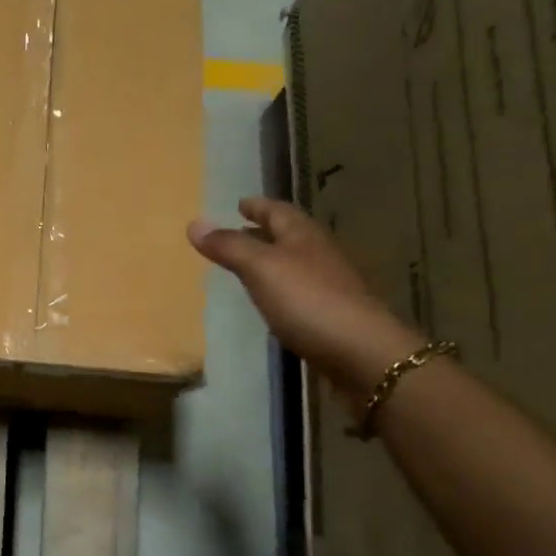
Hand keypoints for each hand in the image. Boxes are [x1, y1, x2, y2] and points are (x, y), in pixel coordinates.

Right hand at [189, 198, 424, 407]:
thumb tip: (195, 223)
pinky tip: (270, 300)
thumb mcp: (260, 268)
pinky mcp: (331, 313)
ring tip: (248, 264)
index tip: (240, 203)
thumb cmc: (308, 300)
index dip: (258, 206)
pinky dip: (281, 286)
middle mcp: (319, 254)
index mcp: (303, 236)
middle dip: (264, 231)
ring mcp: (329, 284)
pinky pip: (300, 290)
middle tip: (240, 230)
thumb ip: (229, 247)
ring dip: (272, 259)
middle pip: (289, 235)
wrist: (360, 352)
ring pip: (295, 262)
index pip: (278, 211)